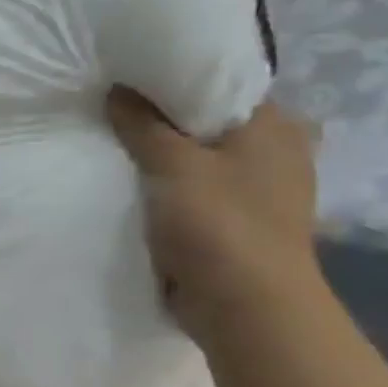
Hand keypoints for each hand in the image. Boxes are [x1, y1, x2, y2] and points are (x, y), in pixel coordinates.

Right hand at [107, 87, 319, 341]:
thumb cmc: (219, 224)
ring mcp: (258, 191)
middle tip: (112, 113)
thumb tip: (118, 89)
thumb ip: (143, 124)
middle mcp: (275, 152)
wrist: (245, 305)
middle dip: (163, 122)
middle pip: (206, 124)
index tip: (128, 81)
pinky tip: (134, 188)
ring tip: (114, 148)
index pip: (220, 85)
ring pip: (199, 160)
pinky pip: (195, 193)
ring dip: (163, 159)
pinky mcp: (237, 223)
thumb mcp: (173, 164)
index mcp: (274, 126)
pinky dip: (169, 190)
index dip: (173, 81)